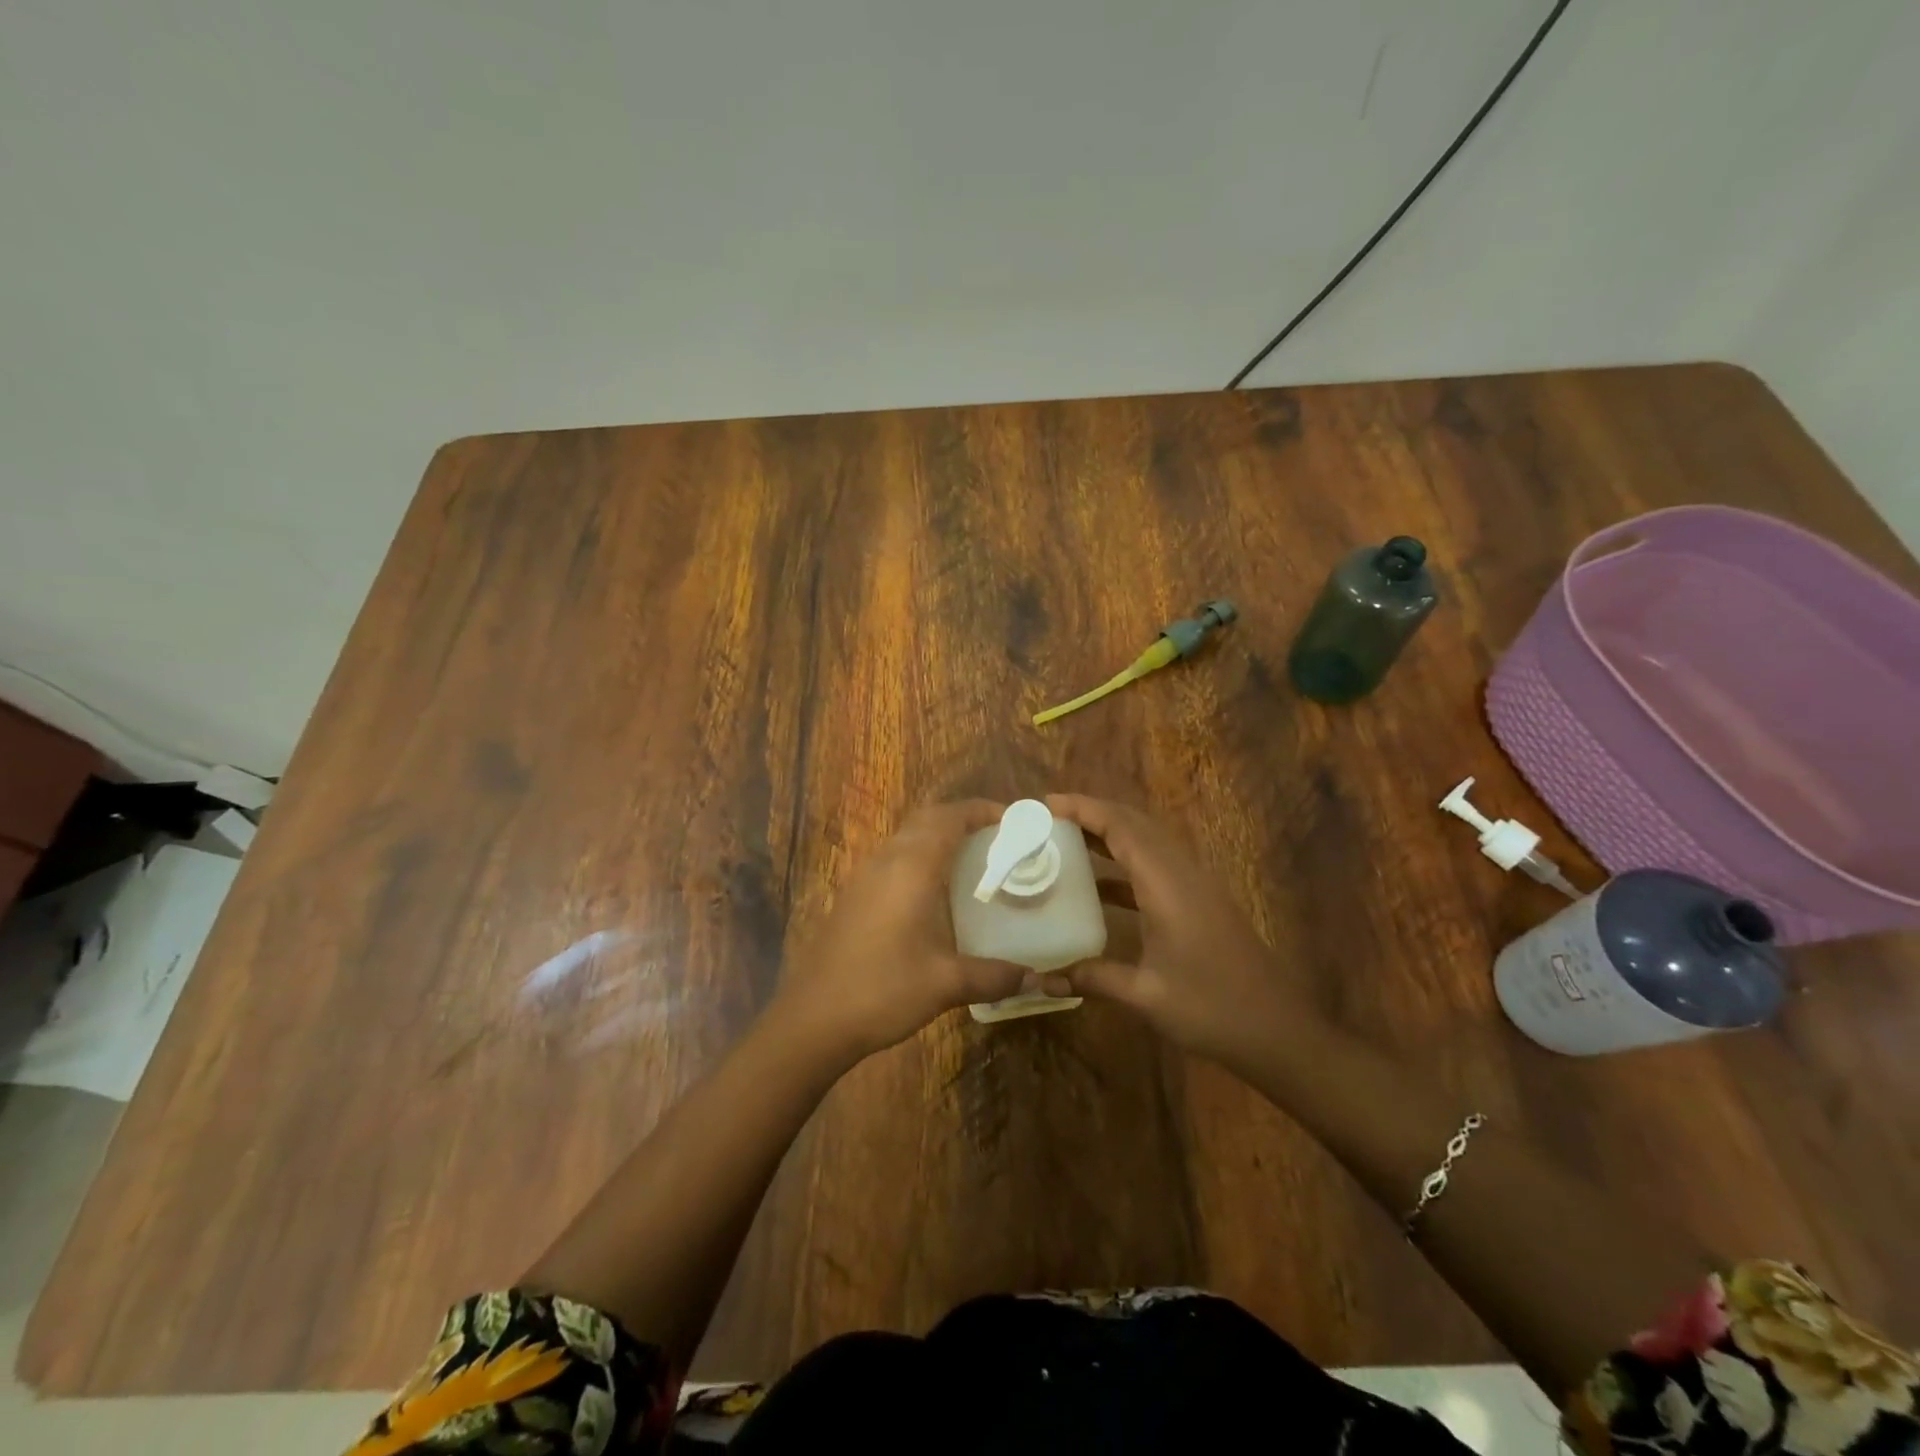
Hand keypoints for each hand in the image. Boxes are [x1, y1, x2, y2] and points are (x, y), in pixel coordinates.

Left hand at [769, 800, 1026, 1063]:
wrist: (813, 1018)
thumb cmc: (883, 990)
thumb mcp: (946, 984)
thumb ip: (994, 976)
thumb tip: (1034, 978)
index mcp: (911, 867)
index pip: (949, 817)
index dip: (981, 810)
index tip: (1013, 820)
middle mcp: (886, 860)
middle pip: (927, 819)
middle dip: (962, 819)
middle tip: (998, 839)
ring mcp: (864, 876)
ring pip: (906, 837)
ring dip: (938, 837)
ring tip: (973, 861)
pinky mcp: (853, 895)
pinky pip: (893, 858)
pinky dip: (920, 858)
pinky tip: (935, 893)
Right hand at [1040, 793, 1320, 1072]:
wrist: (1277, 1030)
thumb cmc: (1212, 1009)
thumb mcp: (1145, 995)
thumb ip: (1093, 978)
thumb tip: (1041, 979)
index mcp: (1167, 884)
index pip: (1121, 827)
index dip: (1083, 808)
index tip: (1045, 803)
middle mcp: (1182, 872)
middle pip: (1134, 823)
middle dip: (1091, 813)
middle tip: (1047, 819)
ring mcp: (1195, 885)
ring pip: (1147, 841)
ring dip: (1108, 833)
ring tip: (1065, 840)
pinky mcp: (1200, 900)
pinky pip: (1155, 864)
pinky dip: (1124, 862)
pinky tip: (1098, 886)